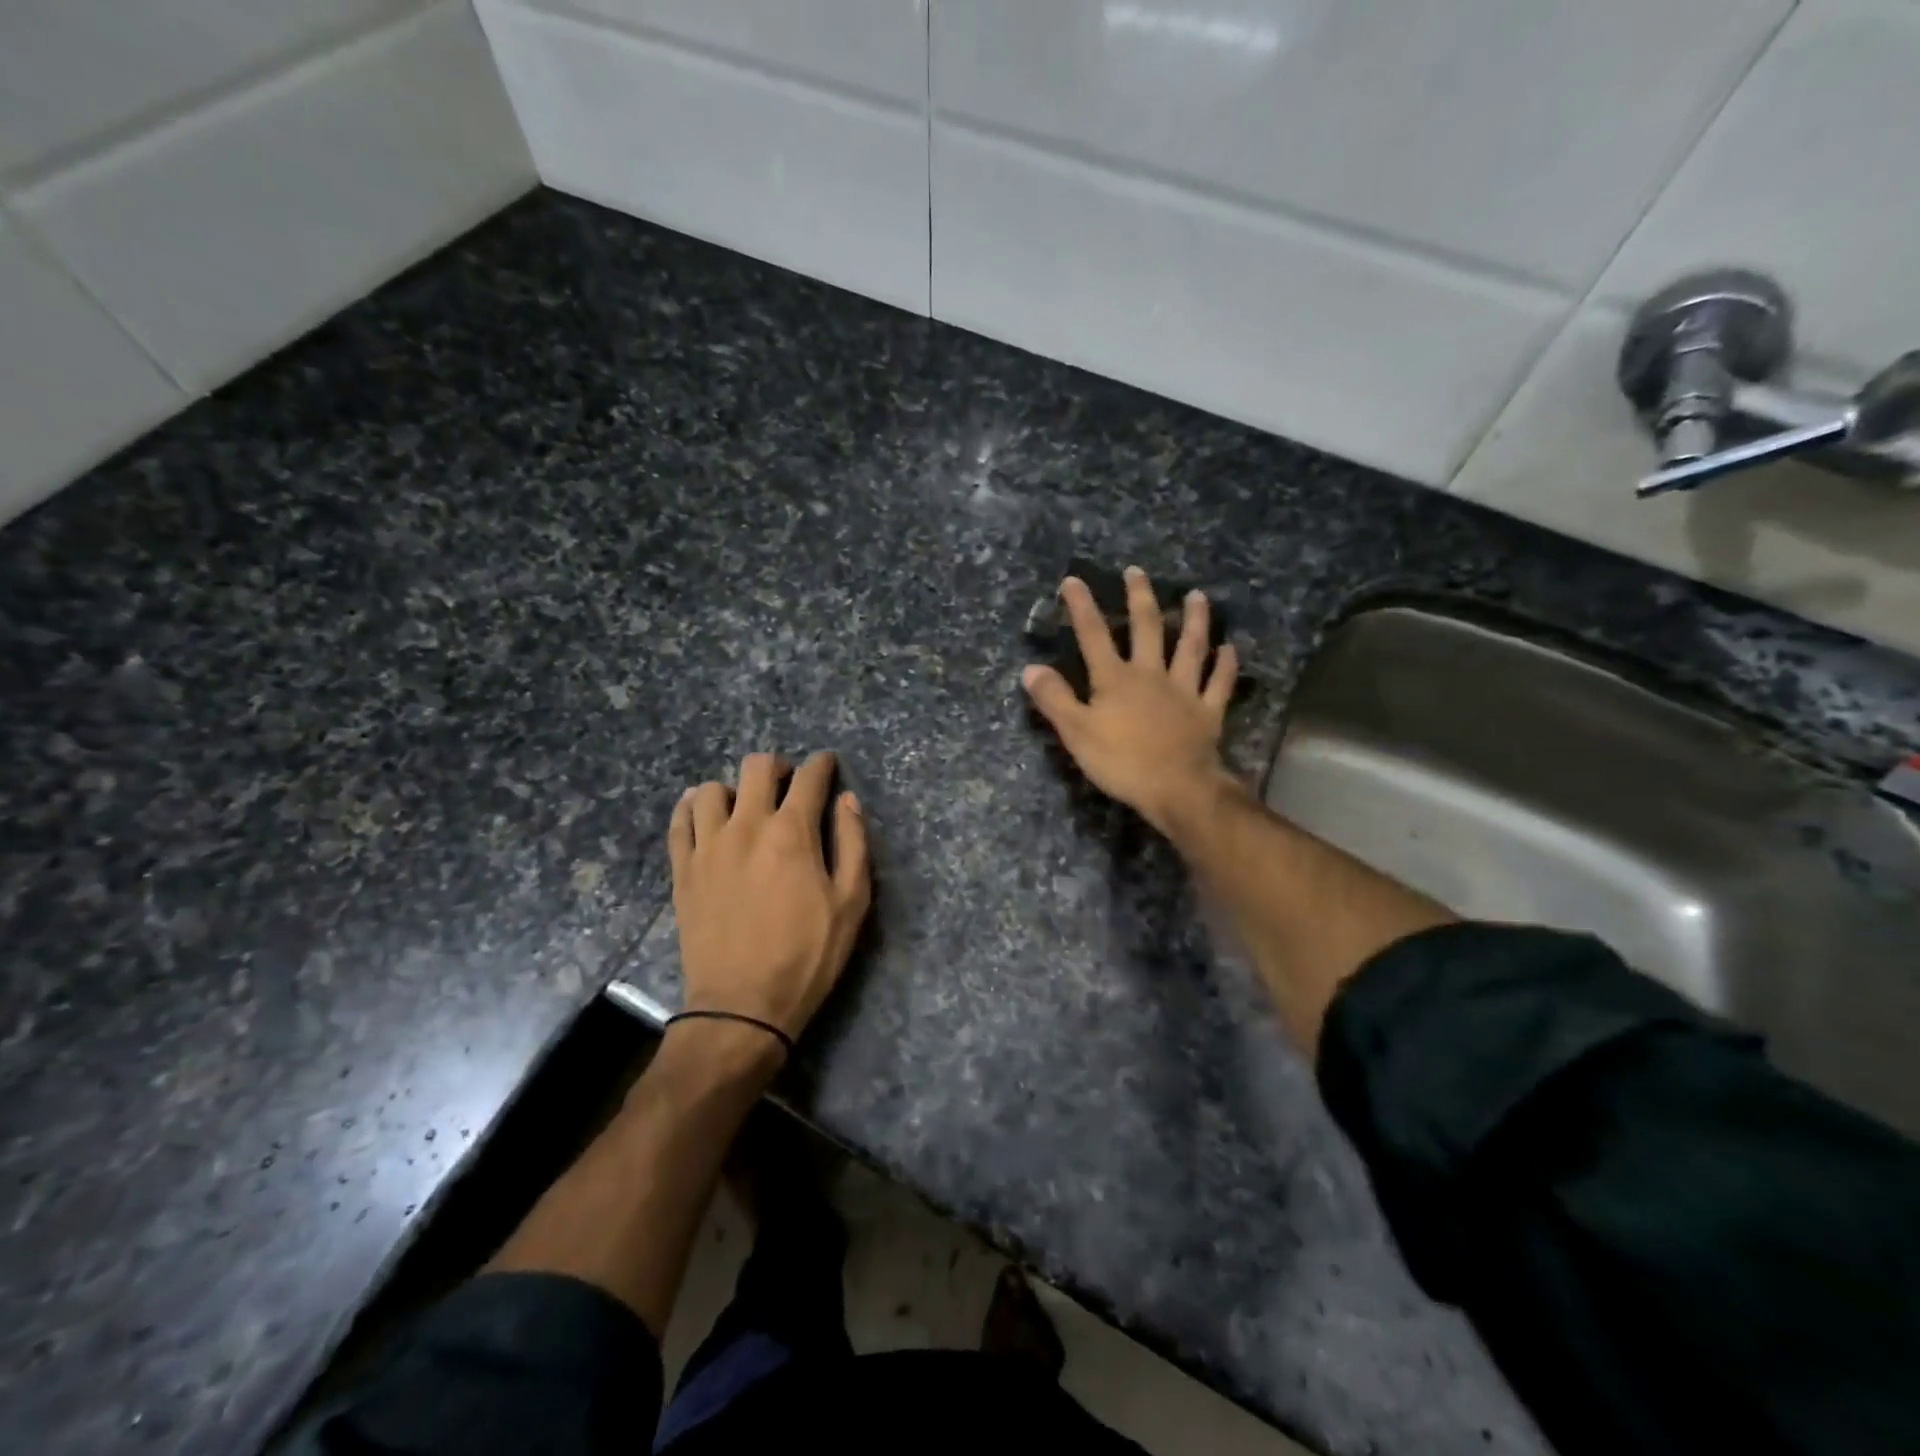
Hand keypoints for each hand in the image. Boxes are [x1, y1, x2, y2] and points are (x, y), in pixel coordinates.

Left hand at [668, 751, 871, 1048]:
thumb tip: (847, 800)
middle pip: (757, 767)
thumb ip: (853, 843)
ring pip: (712, 788)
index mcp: (792, 832)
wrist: (742, 1006)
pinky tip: (705, 816)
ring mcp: (708, 846)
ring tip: (745, 808)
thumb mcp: (851, 903)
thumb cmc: (807, 955)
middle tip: (789, 784)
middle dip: (779, 766)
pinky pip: (680, 820)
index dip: (823, 764)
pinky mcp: (683, 869)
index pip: (809, 777)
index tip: (828, 765)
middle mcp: (747, 826)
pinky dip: (693, 808)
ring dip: (734, 789)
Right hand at [1022, 567, 1239, 835]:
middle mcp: (1151, 675)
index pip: (1093, 635)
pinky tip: (1230, 648)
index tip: (1073, 581)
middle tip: (1137, 572)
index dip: (1081, 607)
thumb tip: (1031, 669)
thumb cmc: (1121, 762)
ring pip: (1190, 647)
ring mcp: (1184, 690)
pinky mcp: (1208, 712)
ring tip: (1198, 596)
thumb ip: (1054, 699)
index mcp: (1115, 679)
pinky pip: (1219, 683)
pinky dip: (1225, 664)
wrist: (1176, 789)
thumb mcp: (1076, 733)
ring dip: (1195, 620)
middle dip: (1140, 598)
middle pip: (1146, 628)